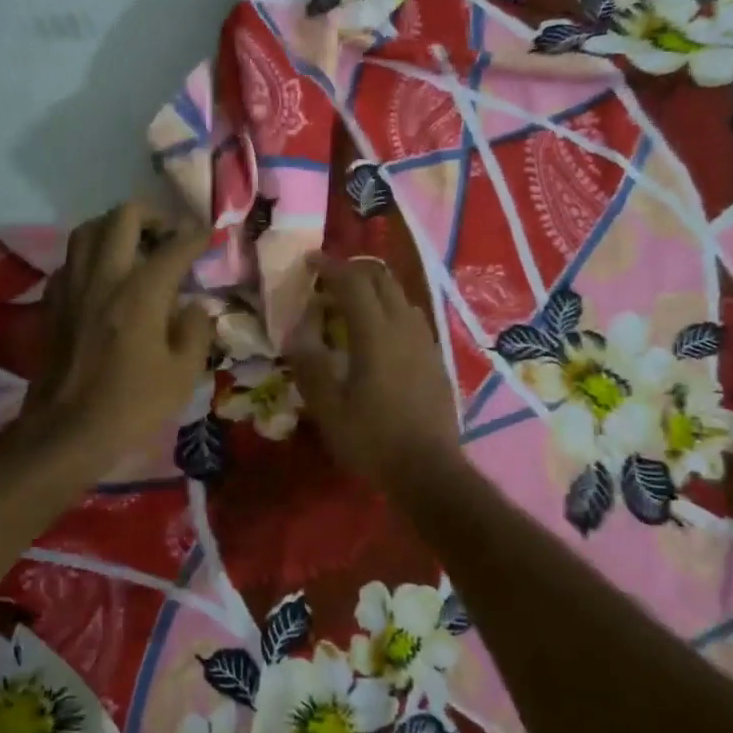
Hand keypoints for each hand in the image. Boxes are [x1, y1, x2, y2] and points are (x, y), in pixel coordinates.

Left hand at [19, 202, 214, 467]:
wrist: (67, 431)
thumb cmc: (132, 405)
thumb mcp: (183, 374)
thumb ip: (195, 330)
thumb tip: (192, 306)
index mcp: (141, 293)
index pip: (174, 247)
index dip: (197, 235)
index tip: (210, 233)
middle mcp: (104, 277)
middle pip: (123, 218)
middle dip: (153, 215)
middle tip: (169, 234)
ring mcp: (72, 286)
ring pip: (88, 230)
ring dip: (115, 227)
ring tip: (135, 245)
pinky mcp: (52, 303)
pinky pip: (70, 260)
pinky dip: (90, 256)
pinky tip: (103, 276)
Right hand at [287, 255, 461, 490]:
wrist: (429, 470)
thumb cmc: (373, 440)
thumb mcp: (329, 408)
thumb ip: (309, 365)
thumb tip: (297, 333)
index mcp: (376, 333)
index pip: (353, 282)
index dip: (330, 267)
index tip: (309, 262)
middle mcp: (404, 326)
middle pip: (381, 279)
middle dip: (353, 271)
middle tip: (327, 282)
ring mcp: (425, 341)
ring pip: (399, 296)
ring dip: (373, 290)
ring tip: (349, 307)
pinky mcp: (435, 357)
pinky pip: (410, 317)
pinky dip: (389, 310)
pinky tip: (377, 335)